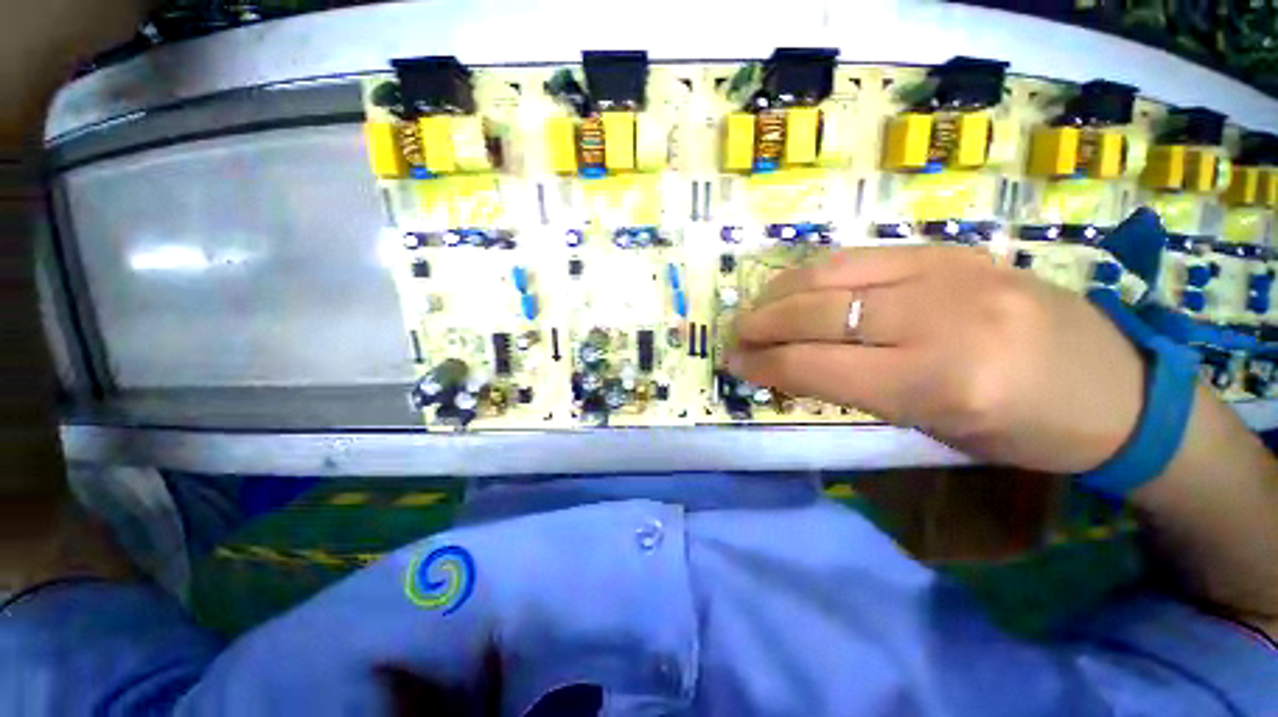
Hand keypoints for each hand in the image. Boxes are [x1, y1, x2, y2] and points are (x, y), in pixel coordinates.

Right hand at [728, 245, 1145, 474]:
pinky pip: (861, 255)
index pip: (818, 366)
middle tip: (734, 336)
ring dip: (778, 293)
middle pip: (816, 313)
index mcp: (939, 381)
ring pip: (831, 273)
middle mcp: (938, 316)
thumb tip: (790, 368)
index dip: (766, 365)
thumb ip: (854, 389)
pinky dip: (814, 272)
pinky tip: (796, 287)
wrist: (1118, 387)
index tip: (734, 365)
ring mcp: (947, 270)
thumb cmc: (1026, 432)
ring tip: (755, 309)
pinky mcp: (951, 249)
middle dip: (761, 326)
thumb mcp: (933, 427)